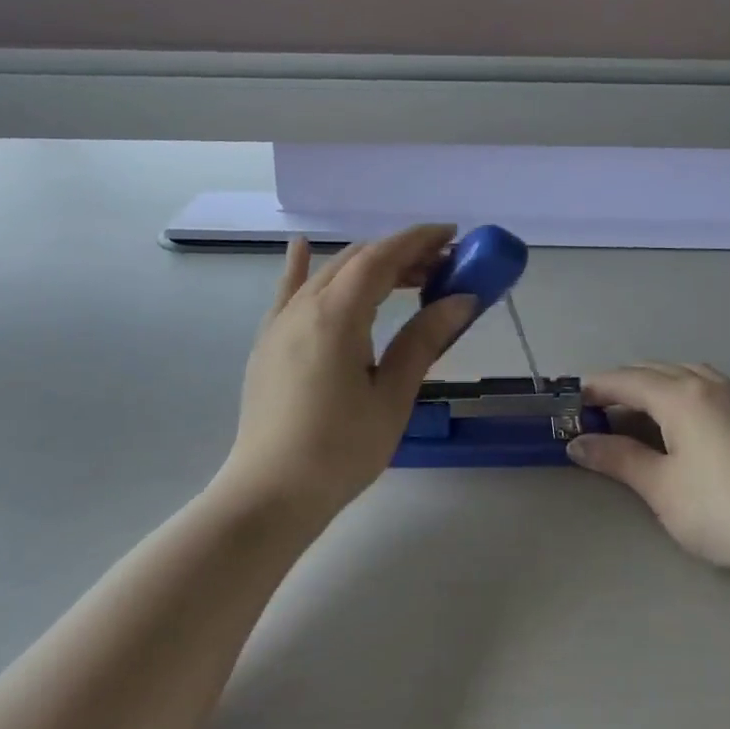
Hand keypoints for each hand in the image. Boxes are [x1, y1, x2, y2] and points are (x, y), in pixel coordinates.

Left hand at [217, 225, 475, 519]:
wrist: (271, 492)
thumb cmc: (341, 450)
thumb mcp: (392, 396)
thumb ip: (423, 341)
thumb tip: (461, 300)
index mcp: (336, 317)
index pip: (381, 258)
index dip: (418, 241)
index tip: (452, 236)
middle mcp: (303, 307)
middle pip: (356, 261)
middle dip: (400, 255)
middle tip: (441, 268)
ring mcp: (279, 323)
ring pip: (327, 274)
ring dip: (367, 266)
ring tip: (405, 276)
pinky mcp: (268, 343)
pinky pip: (288, 292)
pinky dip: (302, 268)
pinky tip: (302, 246)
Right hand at [568, 364, 729, 577]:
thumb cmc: (720, 509)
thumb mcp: (660, 486)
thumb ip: (618, 458)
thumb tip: (578, 443)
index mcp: (680, 396)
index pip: (627, 380)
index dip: (596, 389)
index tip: (570, 403)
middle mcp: (707, 386)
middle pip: (654, 371)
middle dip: (621, 384)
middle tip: (595, 411)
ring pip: (683, 374)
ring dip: (652, 384)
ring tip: (633, 411)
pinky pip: (703, 386)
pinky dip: (677, 391)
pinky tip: (675, 420)